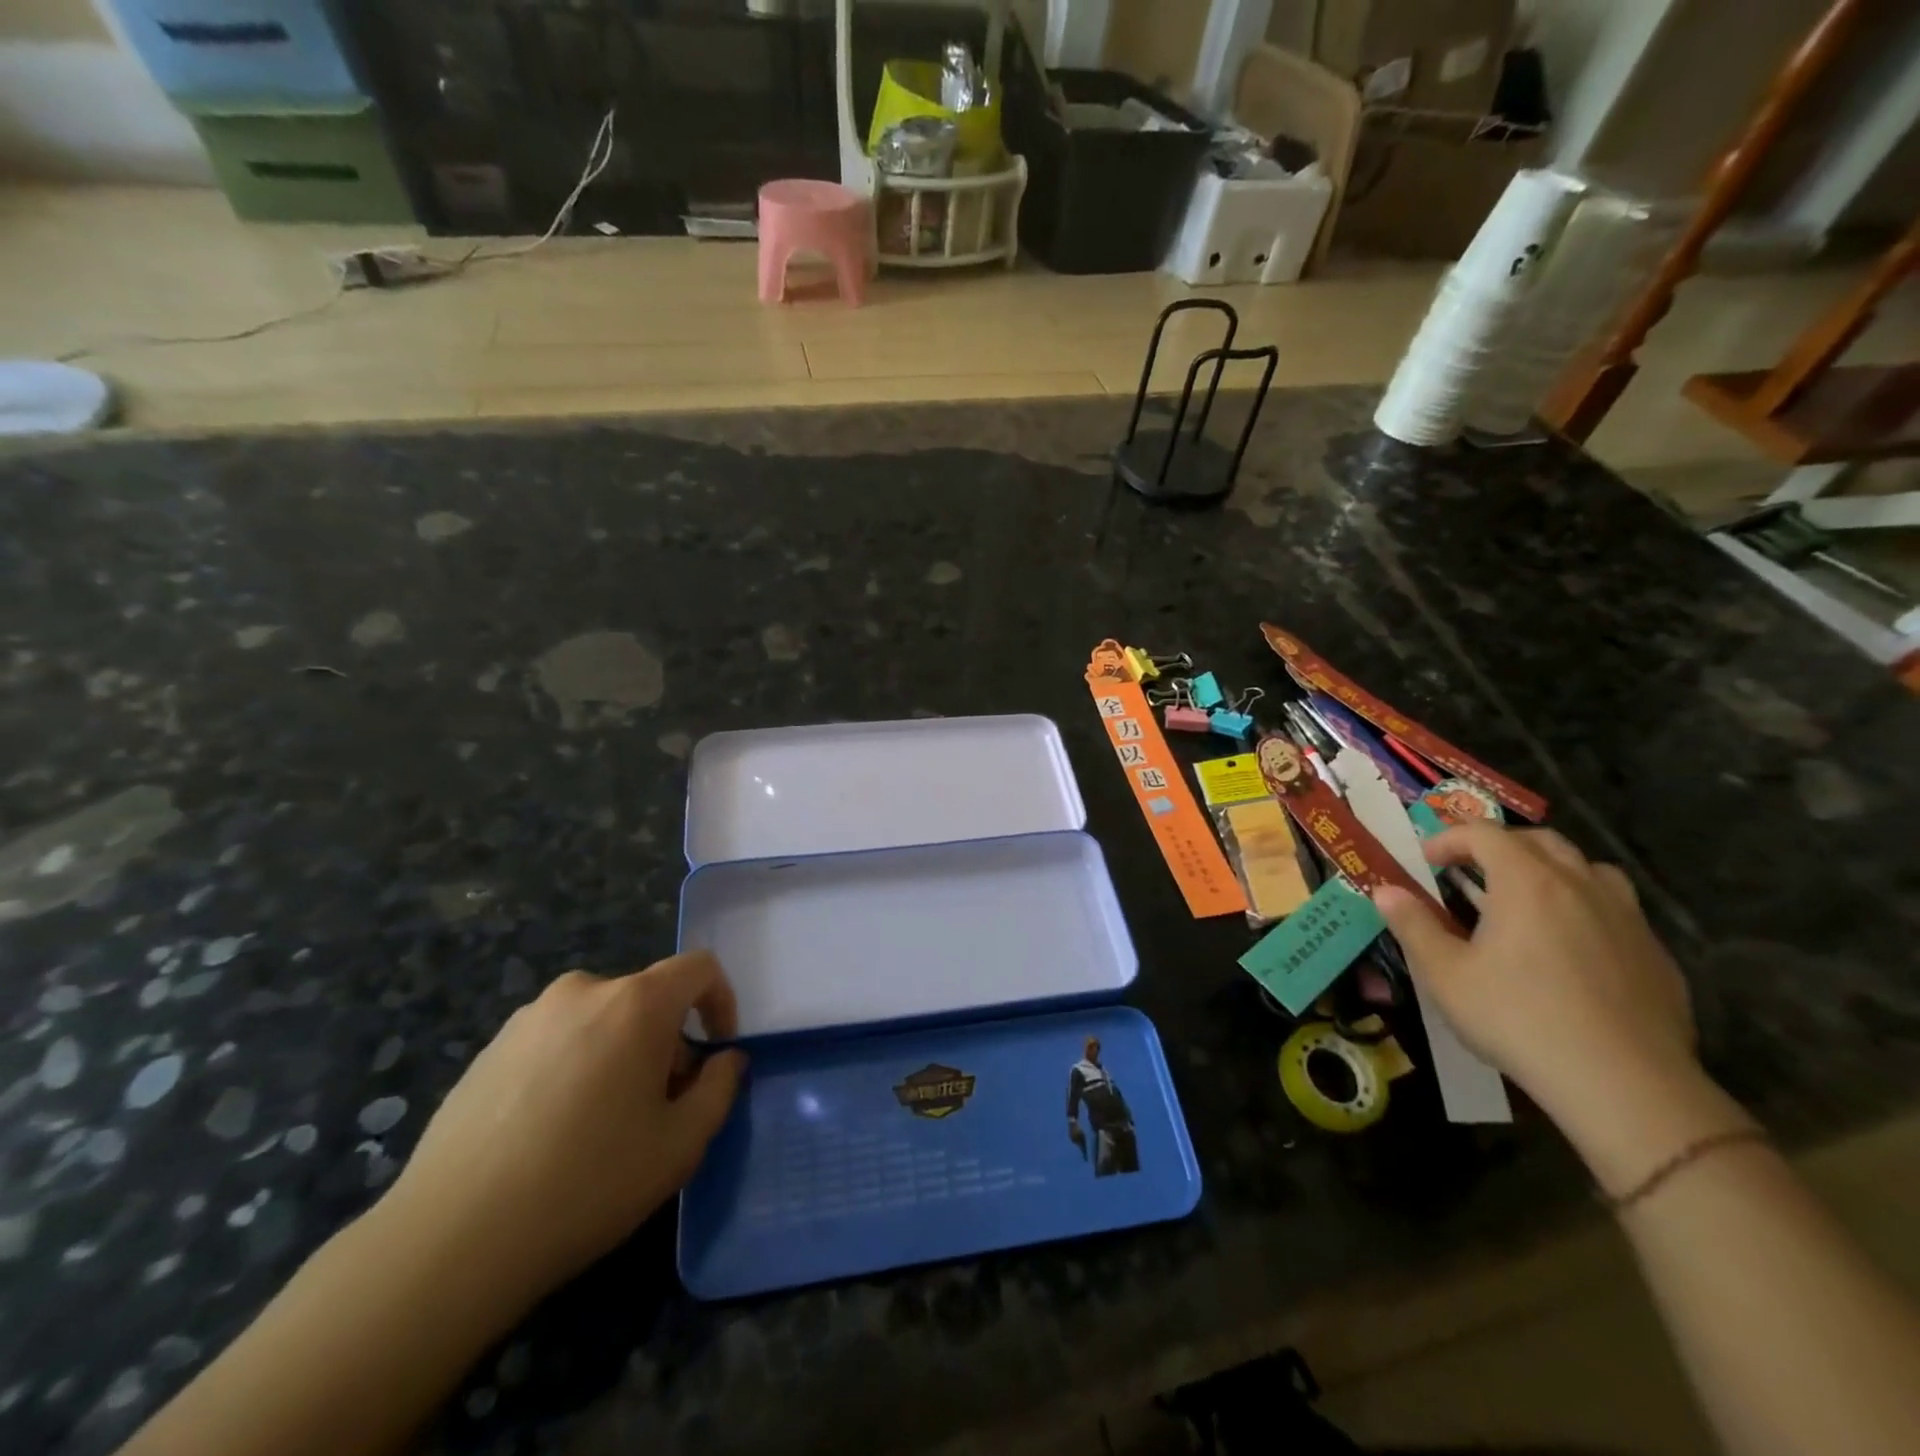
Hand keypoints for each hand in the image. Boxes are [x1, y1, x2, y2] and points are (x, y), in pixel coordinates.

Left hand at [380, 951, 747, 1307]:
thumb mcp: (680, 1145)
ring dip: (620, 1053)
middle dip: (668, 1041)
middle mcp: (584, 991)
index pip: (698, 968)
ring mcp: (529, 1018)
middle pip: (648, 998)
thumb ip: (719, 1089)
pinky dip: (574, 1066)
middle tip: (660, 1106)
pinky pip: (556, 1040)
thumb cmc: (587, 1183)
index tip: (717, 1050)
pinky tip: (552, 1132)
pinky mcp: (489, 1049)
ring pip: (600, 1020)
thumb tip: (724, 1060)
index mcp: (636, 1003)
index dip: (721, 1000)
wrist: (450, 1240)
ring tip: (603, 1124)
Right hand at [1371, 825, 1696, 1123]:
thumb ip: (1412, 925)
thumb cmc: (1518, 1018)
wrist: (1623, 1084)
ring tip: (1526, 900)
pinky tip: (1570, 948)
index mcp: (1526, 882)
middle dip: (1499, 847)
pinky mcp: (1655, 954)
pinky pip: (1616, 910)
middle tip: (1471, 873)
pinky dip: (1585, 908)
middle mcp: (1579, 885)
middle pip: (1539, 841)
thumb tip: (1384, 891)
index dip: (1449, 839)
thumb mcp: (1445, 974)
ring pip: (1587, 869)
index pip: (1484, 834)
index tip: (1426, 862)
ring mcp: (1626, 918)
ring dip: (1551, 870)